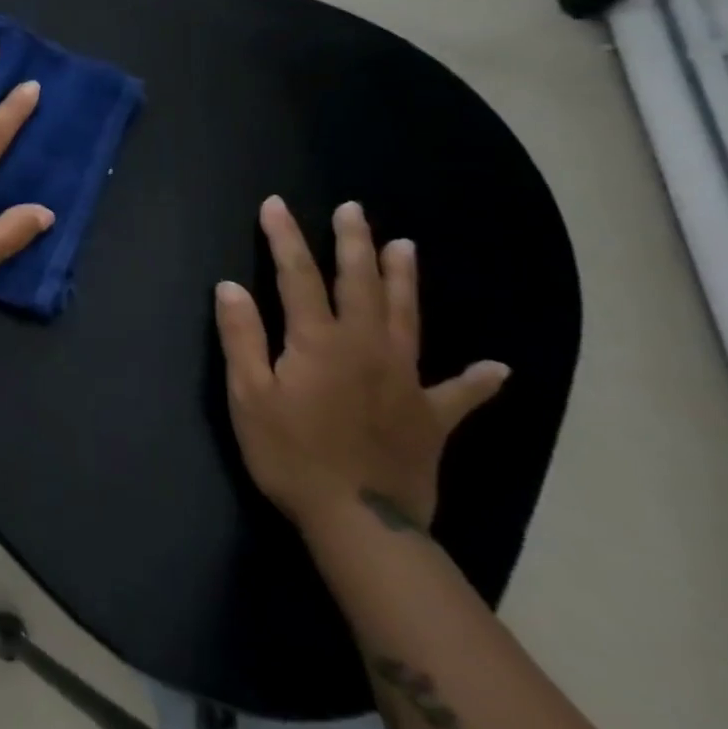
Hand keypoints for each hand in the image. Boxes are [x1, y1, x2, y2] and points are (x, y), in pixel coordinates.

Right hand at [215, 197, 508, 533]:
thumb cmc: (291, 454)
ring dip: (404, 280)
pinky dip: (477, 381)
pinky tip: (497, 369)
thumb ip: (241, 337)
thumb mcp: (248, 395)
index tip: (276, 204)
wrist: (361, 524)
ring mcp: (405, 381)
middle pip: (360, 284)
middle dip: (353, 243)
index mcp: (319, 341)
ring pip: (407, 318)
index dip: (285, 237)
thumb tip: (231, 286)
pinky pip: (459, 395)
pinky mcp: (431, 418)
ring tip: (405, 246)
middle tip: (353, 209)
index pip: (297, 275)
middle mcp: (367, 347)